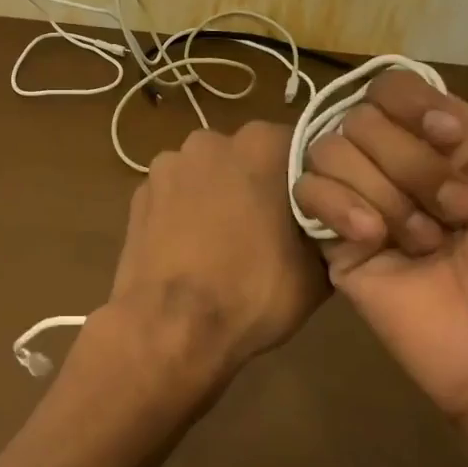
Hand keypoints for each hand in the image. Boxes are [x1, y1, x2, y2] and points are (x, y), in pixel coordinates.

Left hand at [91, 122, 327, 394]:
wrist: (171, 326)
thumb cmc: (253, 291)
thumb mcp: (317, 270)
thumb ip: (327, 227)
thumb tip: (329, 220)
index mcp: (262, 144)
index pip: (298, 149)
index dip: (306, 182)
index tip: (308, 214)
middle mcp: (211, 140)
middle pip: (245, 157)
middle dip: (256, 184)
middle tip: (267, 231)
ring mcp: (167, 164)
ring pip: (205, 174)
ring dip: (215, 196)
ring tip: (222, 244)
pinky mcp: (138, 192)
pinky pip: (173, 195)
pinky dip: (182, 213)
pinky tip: (189, 249)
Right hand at [292, 32, 467, 417]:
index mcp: (450, 142)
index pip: (397, 87)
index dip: (417, 105)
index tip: (453, 139)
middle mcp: (399, 163)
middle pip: (363, 117)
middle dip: (413, 164)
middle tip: (459, 217)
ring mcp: (361, 199)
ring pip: (333, 150)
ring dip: (387, 194)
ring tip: (424, 244)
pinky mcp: (332, 239)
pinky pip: (305, 191)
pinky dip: (341, 207)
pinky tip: (376, 241)